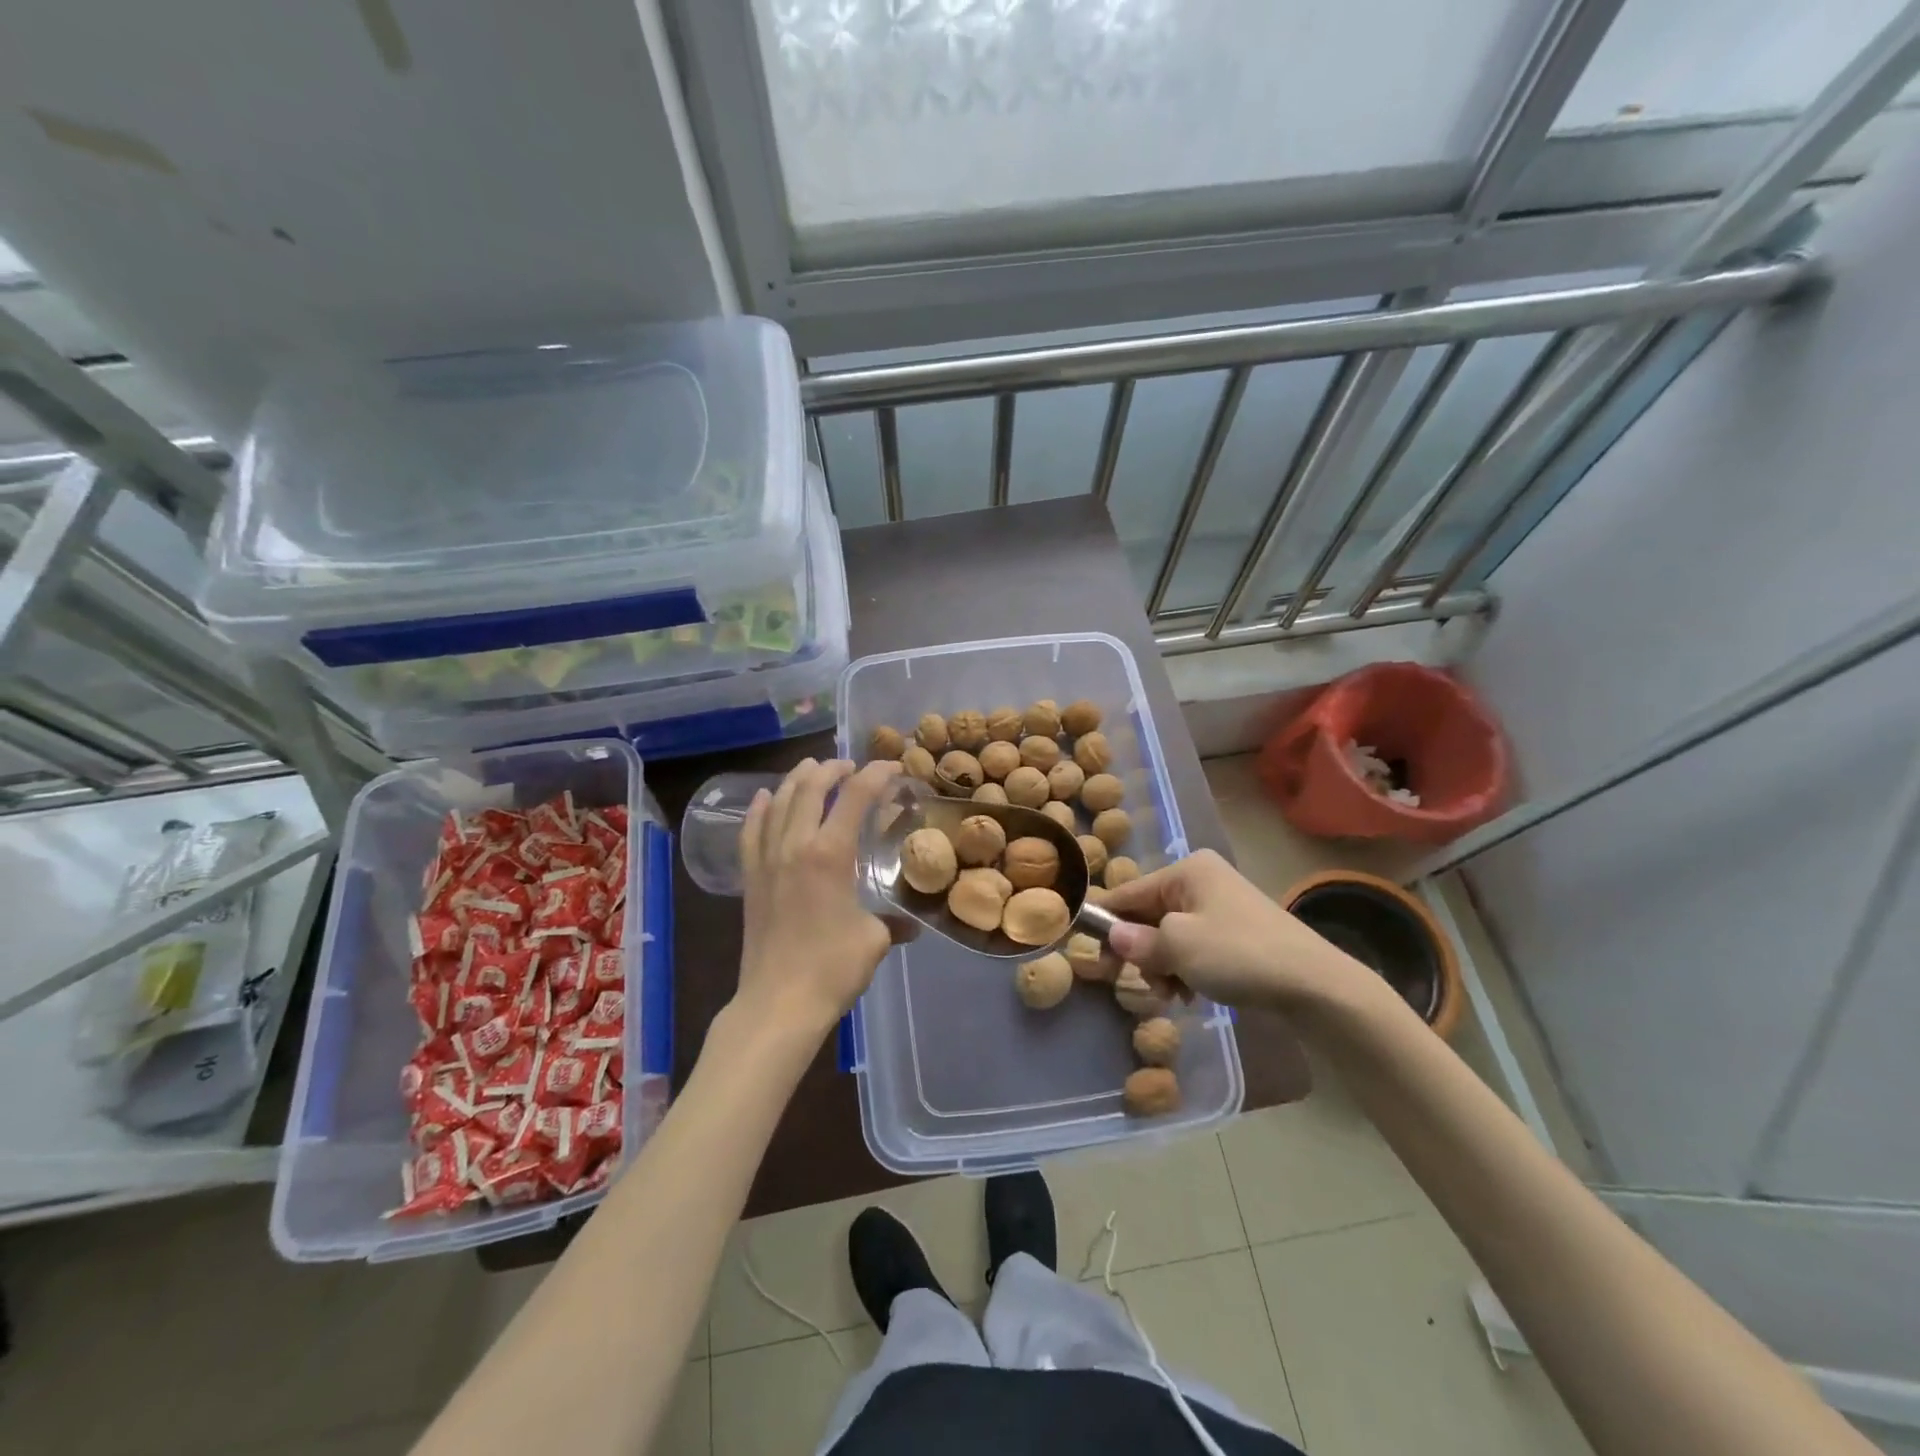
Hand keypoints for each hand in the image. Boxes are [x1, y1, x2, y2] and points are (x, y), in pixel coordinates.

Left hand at [735, 758, 901, 1039]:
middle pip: (812, 788)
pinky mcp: (751, 878)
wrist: (778, 1003)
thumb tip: (910, 926)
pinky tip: (766, 797)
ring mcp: (767, 860)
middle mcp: (796, 845)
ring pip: (780, 802)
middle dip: (834, 769)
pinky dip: (760, 808)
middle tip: (852, 766)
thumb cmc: (832, 968)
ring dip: (799, 779)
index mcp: (830, 853)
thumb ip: (893, 922)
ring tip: (813, 767)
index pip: (856, 796)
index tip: (893, 767)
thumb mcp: (874, 940)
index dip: (876, 774)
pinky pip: (752, 831)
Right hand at [1101, 849, 1371, 1015]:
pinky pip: (1194, 946)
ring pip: (1170, 936)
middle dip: (1142, 952)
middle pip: (1149, 915)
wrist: (1316, 986)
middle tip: (1146, 985)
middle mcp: (1202, 881)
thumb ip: (1138, 941)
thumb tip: (1111, 935)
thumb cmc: (1239, 955)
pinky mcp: (1237, 933)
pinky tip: (1191, 994)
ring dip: (1164, 966)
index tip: (1090, 957)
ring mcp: (1222, 907)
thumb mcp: (1179, 947)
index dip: (1106, 924)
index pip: (1128, 893)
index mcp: (1187, 871)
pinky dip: (1186, 969)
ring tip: (1173, 994)